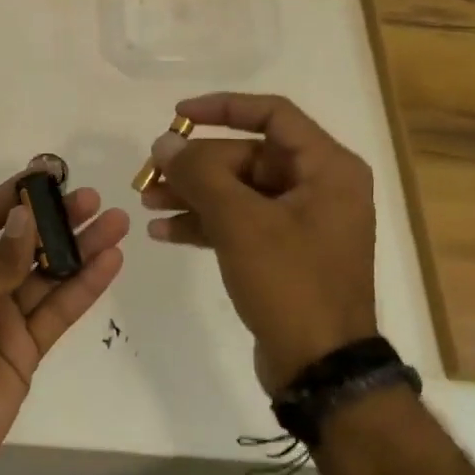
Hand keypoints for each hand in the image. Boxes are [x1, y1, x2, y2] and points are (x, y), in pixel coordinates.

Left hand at [0, 166, 128, 474]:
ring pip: (48, 275)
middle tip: (94, 199)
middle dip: (57, 221)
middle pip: (24, 244)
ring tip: (116, 223)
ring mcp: (3, 318)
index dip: (15, 196)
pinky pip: (58, 311)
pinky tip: (109, 263)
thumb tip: (27, 215)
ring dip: (81, 249)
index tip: (49, 174)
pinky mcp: (26, 349)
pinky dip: (84, 288)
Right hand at [141, 93, 376, 393]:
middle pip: (247, 157)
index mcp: (327, 168)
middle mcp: (318, 187)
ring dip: (193, 195)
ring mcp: (301, 222)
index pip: (272, 114)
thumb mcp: (241, 223)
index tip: (177, 115)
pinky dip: (205, 223)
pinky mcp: (283, 252)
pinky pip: (239, 223)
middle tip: (149, 176)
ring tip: (147, 203)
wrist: (320, 366)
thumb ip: (200, 175)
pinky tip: (164, 232)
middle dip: (195, 166)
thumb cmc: (291, 283)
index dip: (222, 108)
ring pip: (238, 191)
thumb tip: (165, 142)